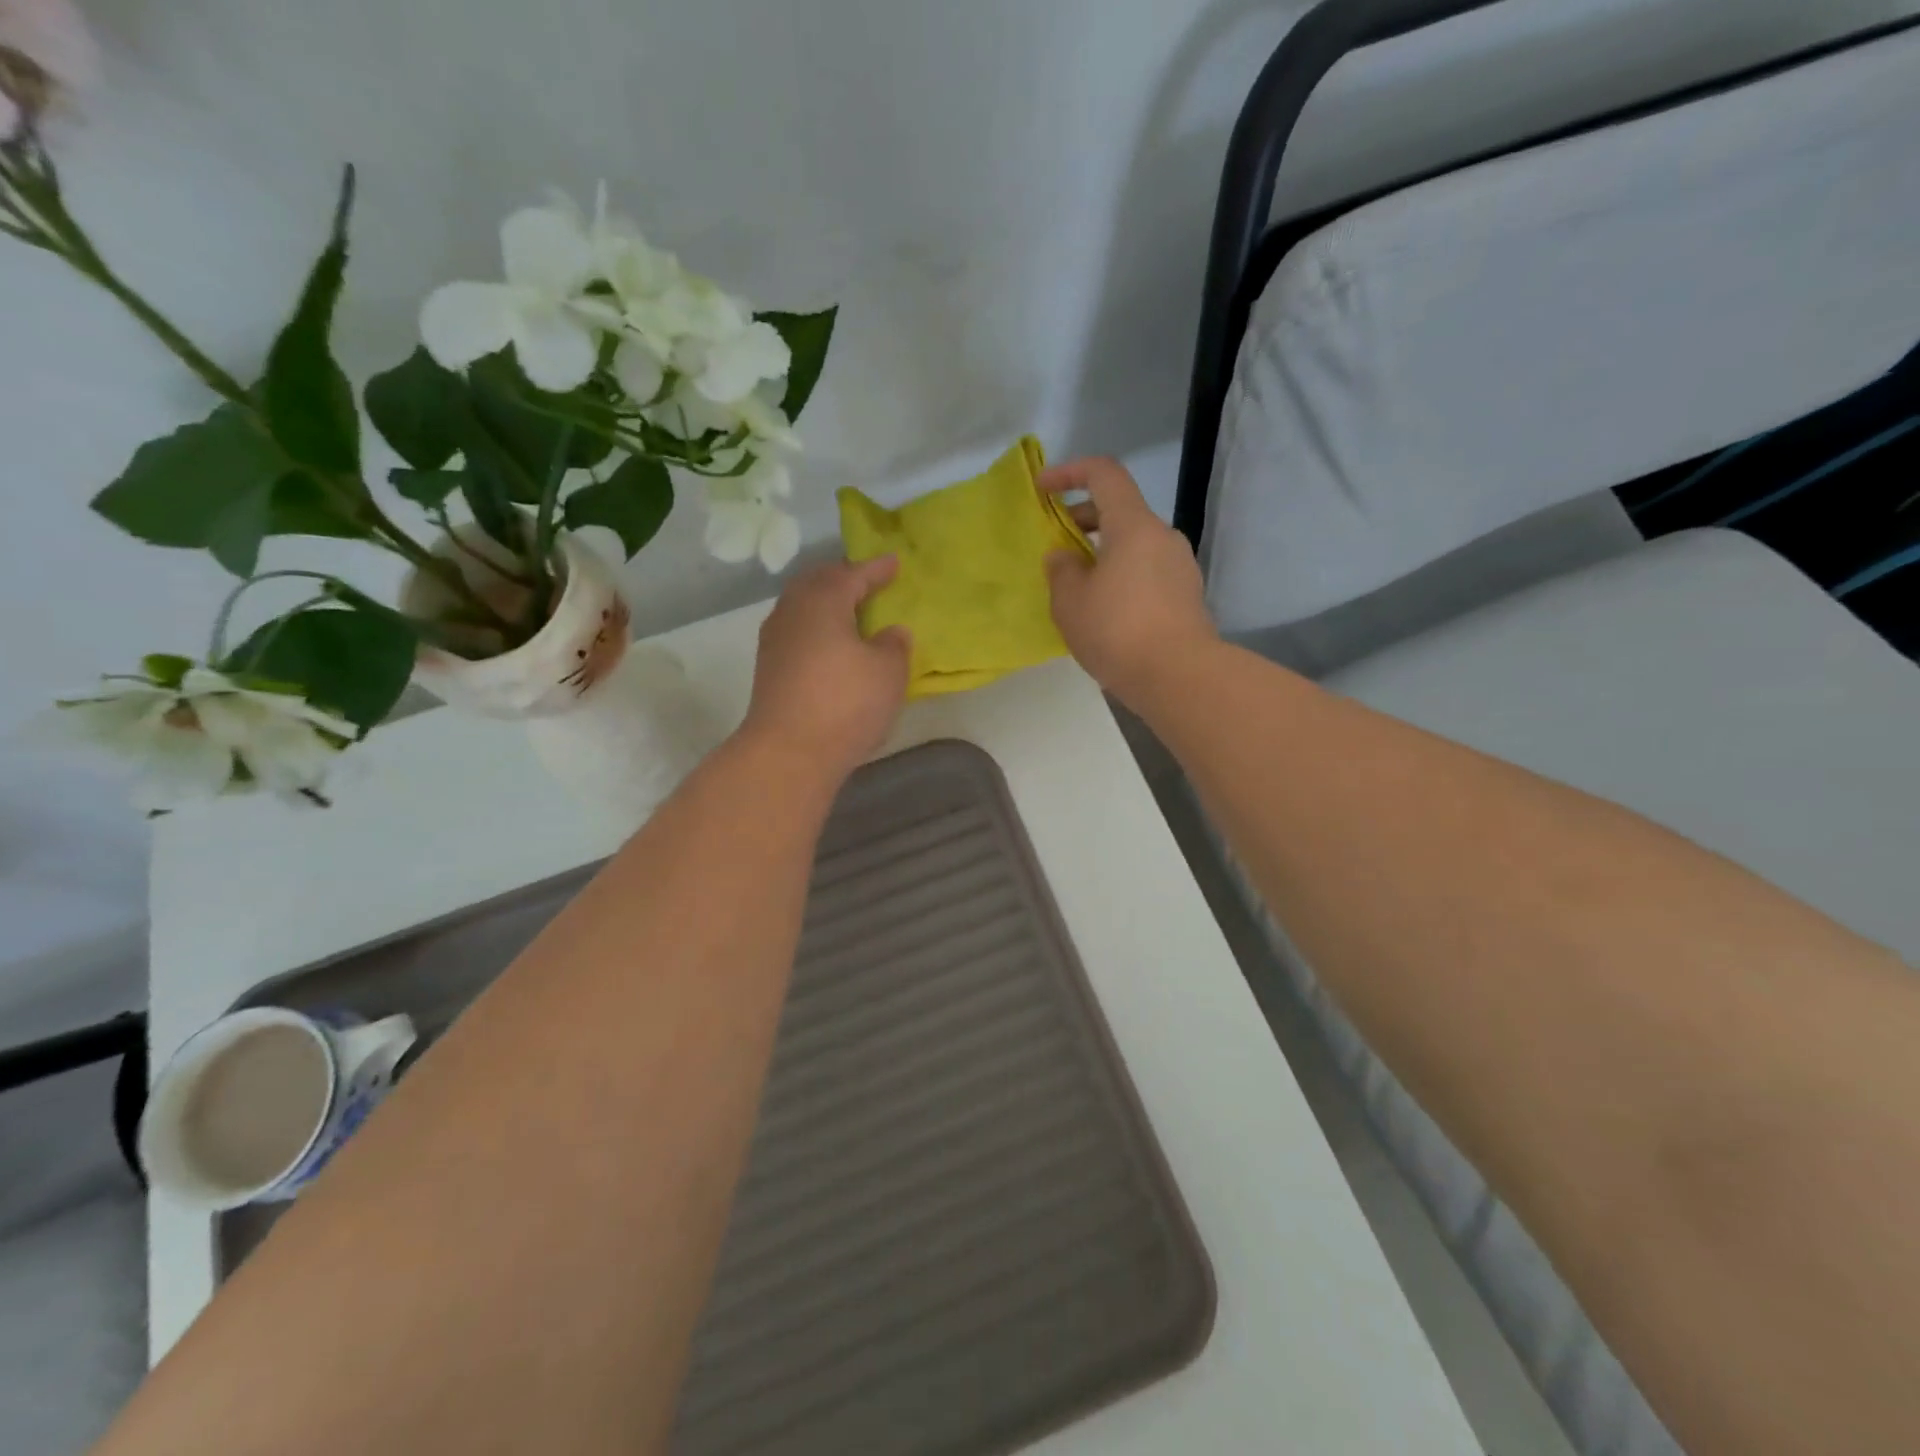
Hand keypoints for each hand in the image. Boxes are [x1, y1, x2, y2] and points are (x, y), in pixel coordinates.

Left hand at [740, 556, 911, 784]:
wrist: (788, 752)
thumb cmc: (845, 703)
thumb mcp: (888, 672)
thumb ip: (894, 645)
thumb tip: (892, 632)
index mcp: (822, 601)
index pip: (852, 574)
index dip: (876, 569)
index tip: (894, 563)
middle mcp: (792, 612)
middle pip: (817, 584)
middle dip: (842, 579)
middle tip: (865, 580)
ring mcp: (775, 642)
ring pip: (802, 608)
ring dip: (826, 604)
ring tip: (848, 611)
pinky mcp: (769, 670)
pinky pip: (797, 632)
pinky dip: (816, 629)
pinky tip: (830, 644)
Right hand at [1042, 457, 1216, 706]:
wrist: (1178, 677)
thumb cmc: (1117, 630)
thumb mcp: (1070, 601)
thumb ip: (1061, 570)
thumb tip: (1064, 557)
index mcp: (1134, 525)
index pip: (1104, 474)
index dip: (1069, 472)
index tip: (1043, 487)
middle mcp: (1163, 536)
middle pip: (1120, 510)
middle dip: (1083, 520)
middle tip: (1056, 547)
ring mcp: (1180, 566)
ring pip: (1134, 545)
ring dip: (1103, 553)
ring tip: (1077, 586)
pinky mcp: (1187, 595)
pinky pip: (1147, 571)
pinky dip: (1122, 576)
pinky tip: (1105, 611)